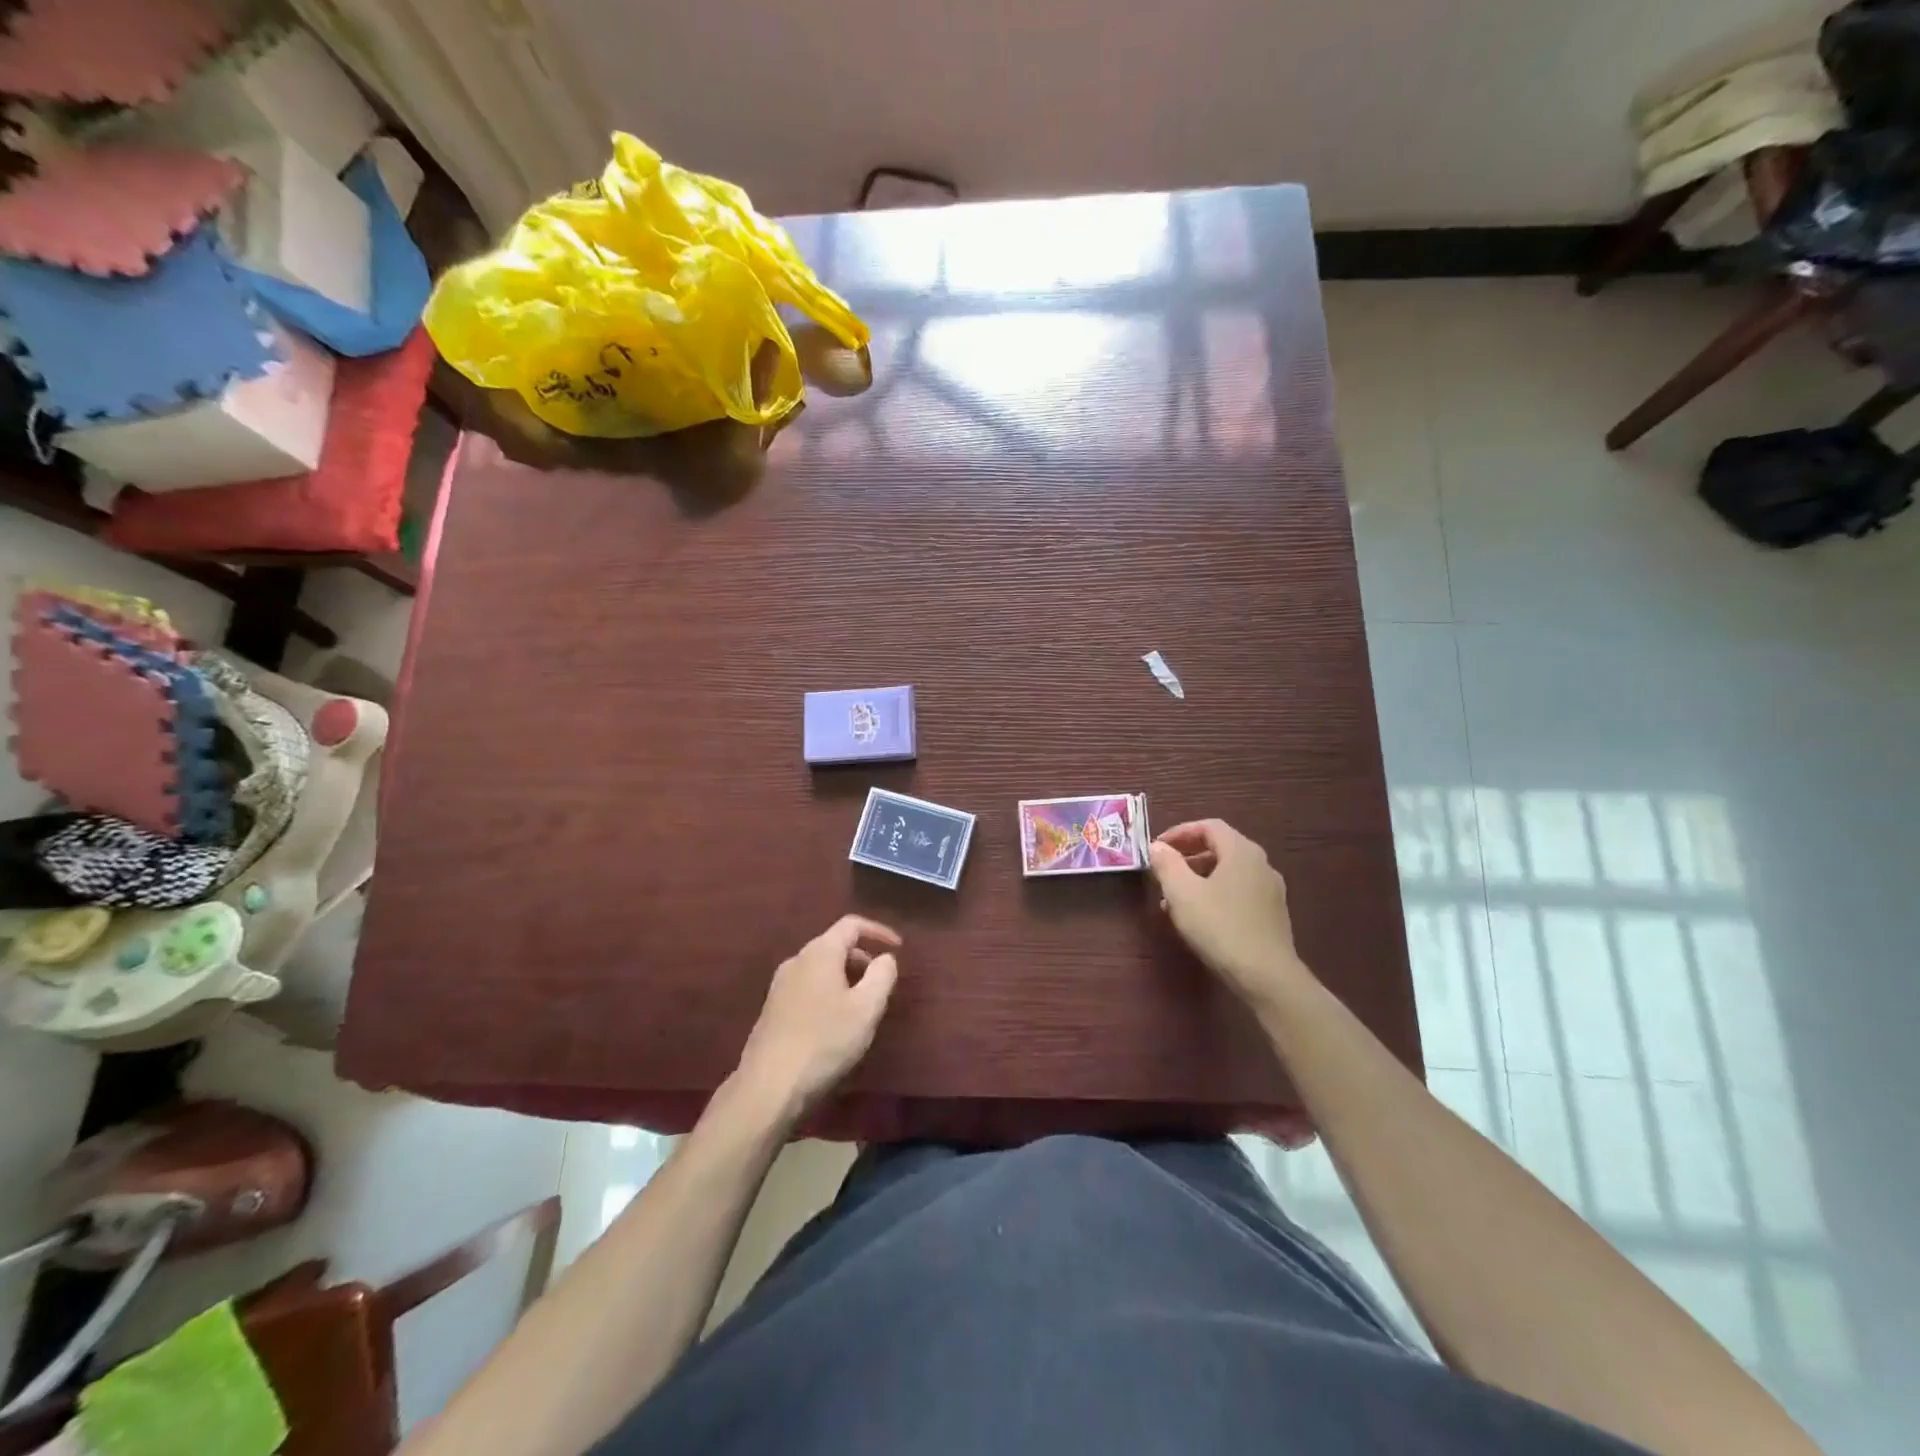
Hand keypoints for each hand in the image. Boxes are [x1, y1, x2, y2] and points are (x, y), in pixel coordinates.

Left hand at [736, 916, 901, 1117]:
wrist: (769, 1086)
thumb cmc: (825, 1041)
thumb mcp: (866, 1009)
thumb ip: (882, 975)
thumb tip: (886, 958)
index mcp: (820, 952)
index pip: (851, 924)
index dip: (878, 931)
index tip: (898, 947)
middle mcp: (796, 960)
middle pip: (835, 945)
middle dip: (862, 958)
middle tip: (881, 983)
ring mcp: (780, 985)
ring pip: (820, 968)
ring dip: (845, 977)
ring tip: (862, 1006)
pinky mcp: (772, 1009)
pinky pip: (808, 987)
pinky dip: (828, 992)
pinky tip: (835, 1024)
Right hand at [1149, 820, 1307, 1010]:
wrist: (1267, 977)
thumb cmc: (1220, 927)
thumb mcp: (1182, 893)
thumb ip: (1167, 864)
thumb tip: (1158, 847)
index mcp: (1241, 851)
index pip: (1209, 826)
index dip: (1180, 832)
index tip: (1157, 848)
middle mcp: (1261, 864)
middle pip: (1220, 848)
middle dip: (1188, 856)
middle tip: (1163, 872)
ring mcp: (1270, 890)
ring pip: (1228, 872)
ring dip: (1199, 878)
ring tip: (1174, 900)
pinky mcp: (1273, 914)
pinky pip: (1238, 892)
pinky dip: (1215, 894)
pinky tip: (1199, 918)